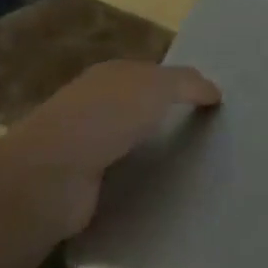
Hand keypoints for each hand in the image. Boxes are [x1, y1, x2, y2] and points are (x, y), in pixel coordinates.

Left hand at [4, 61, 220, 235]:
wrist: (52, 175)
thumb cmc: (106, 117)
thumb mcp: (157, 86)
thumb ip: (188, 83)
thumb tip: (214, 91)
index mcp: (110, 76)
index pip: (151, 75)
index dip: (179, 86)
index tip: (211, 104)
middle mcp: (95, 106)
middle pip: (141, 109)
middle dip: (168, 120)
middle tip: (210, 138)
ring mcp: (86, 146)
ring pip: (132, 145)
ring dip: (155, 155)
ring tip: (195, 169)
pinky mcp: (84, 185)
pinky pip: (123, 178)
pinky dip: (140, 183)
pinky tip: (165, 192)